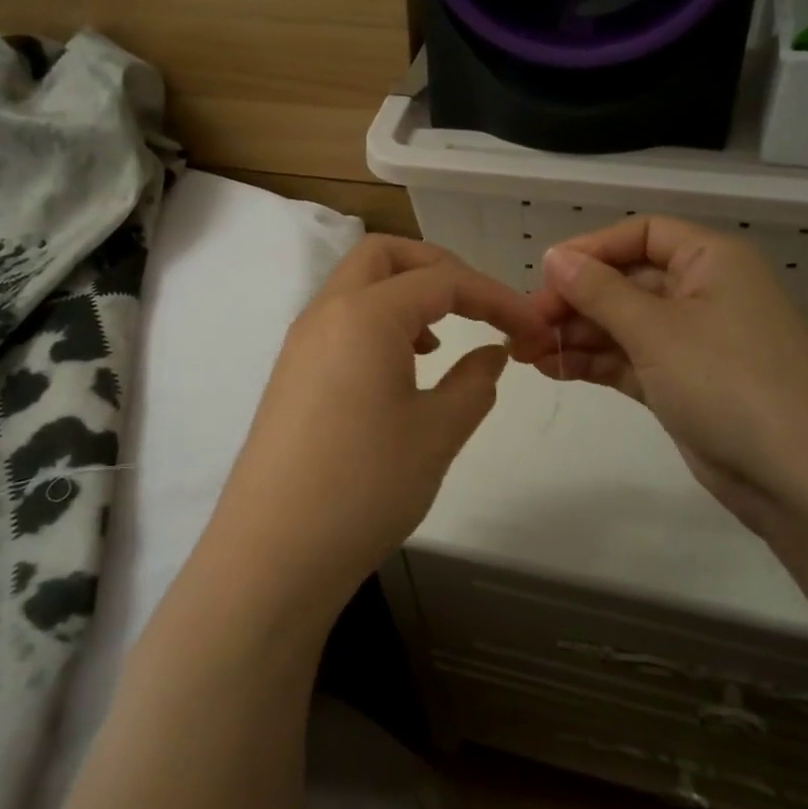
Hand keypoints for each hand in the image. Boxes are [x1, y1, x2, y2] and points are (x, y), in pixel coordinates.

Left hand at [204, 236, 550, 625]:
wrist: (275, 553)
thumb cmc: (365, 486)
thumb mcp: (437, 433)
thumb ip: (475, 382)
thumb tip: (492, 353)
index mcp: (365, 314)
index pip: (443, 280)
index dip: (496, 297)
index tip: (532, 329)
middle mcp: (326, 313)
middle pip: (385, 256)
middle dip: (439, 268)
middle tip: (478, 307)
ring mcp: (301, 344)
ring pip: (358, 287)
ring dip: (405, 296)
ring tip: (441, 344)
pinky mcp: (291, 376)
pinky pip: (340, 324)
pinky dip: (379, 326)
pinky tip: (402, 373)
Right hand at [519, 216, 807, 538]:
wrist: (803, 479)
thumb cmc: (730, 382)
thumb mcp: (657, 329)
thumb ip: (599, 291)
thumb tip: (554, 256)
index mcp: (711, 261)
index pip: (642, 234)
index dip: (590, 249)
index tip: (544, 275)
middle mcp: (704, 293)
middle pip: (627, 281)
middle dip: (575, 300)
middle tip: (525, 326)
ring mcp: (694, 342)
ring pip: (624, 325)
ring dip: (576, 335)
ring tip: (525, 352)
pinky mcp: (684, 384)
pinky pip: (630, 360)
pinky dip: (594, 363)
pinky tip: (553, 369)